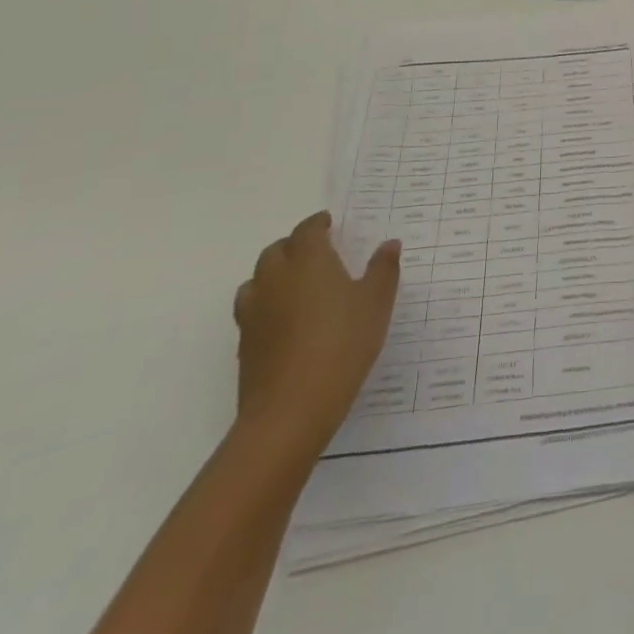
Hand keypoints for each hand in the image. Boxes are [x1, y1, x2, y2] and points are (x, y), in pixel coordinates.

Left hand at [232, 212, 400, 460]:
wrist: (291, 410)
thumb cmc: (342, 344)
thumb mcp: (376, 303)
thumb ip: (383, 270)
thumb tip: (389, 244)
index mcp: (309, 261)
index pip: (307, 230)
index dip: (318, 223)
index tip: (330, 224)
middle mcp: (276, 278)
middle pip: (276, 250)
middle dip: (295, 245)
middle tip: (317, 252)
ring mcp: (255, 312)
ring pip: (257, 279)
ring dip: (274, 274)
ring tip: (296, 285)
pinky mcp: (244, 343)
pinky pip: (252, 310)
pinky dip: (266, 305)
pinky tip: (285, 322)